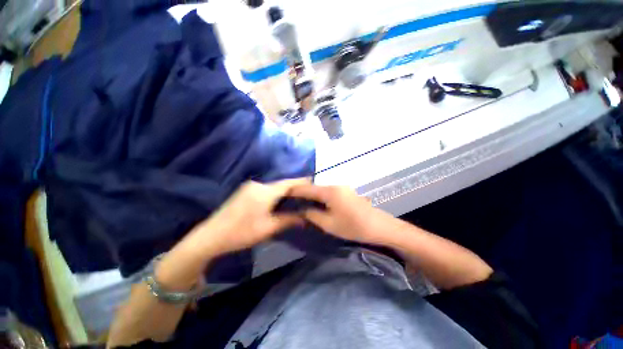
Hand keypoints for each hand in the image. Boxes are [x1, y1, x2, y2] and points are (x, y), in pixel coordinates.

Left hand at [189, 179, 308, 255]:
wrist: (211, 236)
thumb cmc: (242, 232)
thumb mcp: (269, 228)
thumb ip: (289, 219)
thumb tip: (306, 217)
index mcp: (265, 191)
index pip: (289, 183)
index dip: (302, 182)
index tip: (314, 182)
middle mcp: (258, 184)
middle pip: (282, 184)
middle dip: (295, 188)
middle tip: (308, 193)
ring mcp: (250, 186)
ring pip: (274, 186)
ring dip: (285, 191)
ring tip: (297, 197)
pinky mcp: (245, 191)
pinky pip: (266, 189)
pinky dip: (276, 193)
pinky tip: (280, 200)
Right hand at [289, 184, 399, 244]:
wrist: (379, 226)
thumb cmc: (353, 226)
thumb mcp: (329, 224)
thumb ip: (312, 214)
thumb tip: (301, 209)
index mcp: (329, 191)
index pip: (307, 188)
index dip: (294, 191)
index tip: (283, 194)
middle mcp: (335, 185)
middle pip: (314, 187)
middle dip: (302, 193)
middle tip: (291, 201)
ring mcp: (342, 187)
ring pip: (322, 190)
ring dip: (312, 195)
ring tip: (301, 202)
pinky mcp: (346, 192)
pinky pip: (329, 192)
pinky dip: (321, 197)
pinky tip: (317, 203)